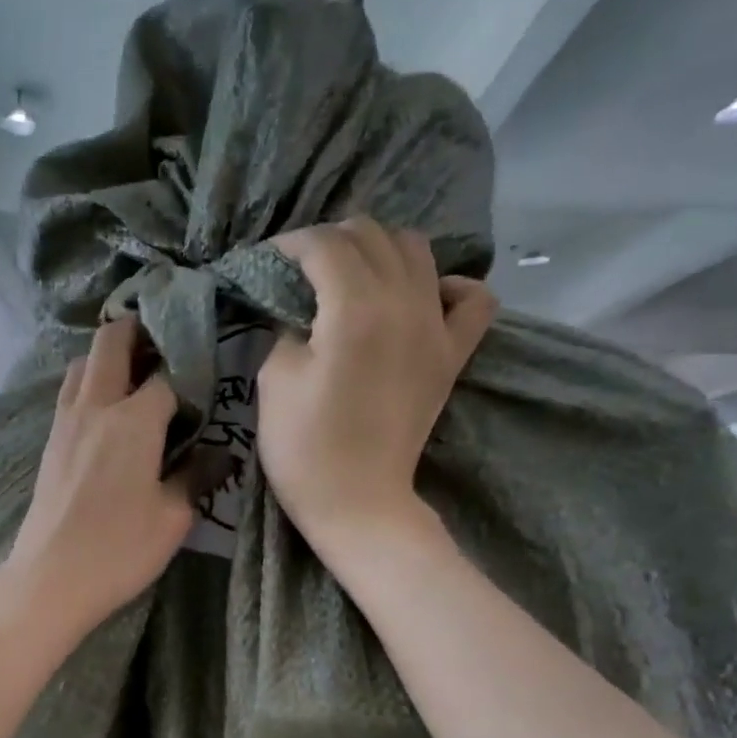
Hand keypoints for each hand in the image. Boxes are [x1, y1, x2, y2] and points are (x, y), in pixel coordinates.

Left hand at [1, 319, 193, 637]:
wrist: (50, 578)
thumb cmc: (119, 549)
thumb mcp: (173, 517)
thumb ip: (196, 476)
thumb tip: (220, 454)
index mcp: (134, 419)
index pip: (168, 373)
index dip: (190, 369)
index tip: (207, 379)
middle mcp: (95, 407)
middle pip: (111, 342)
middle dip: (139, 332)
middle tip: (166, 348)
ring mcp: (65, 423)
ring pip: (82, 364)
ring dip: (108, 357)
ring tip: (136, 378)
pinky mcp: (50, 444)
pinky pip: (70, 394)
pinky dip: (89, 385)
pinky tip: (107, 414)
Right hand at [258, 220, 496, 556]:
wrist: (357, 501)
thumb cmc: (305, 448)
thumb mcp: (274, 380)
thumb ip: (286, 327)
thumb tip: (299, 308)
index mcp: (355, 308)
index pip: (324, 245)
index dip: (289, 245)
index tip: (265, 263)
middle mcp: (404, 302)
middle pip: (372, 236)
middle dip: (330, 241)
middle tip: (300, 270)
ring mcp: (436, 327)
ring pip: (417, 251)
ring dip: (379, 250)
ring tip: (350, 276)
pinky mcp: (452, 355)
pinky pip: (471, 299)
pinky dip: (447, 285)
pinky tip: (423, 297)